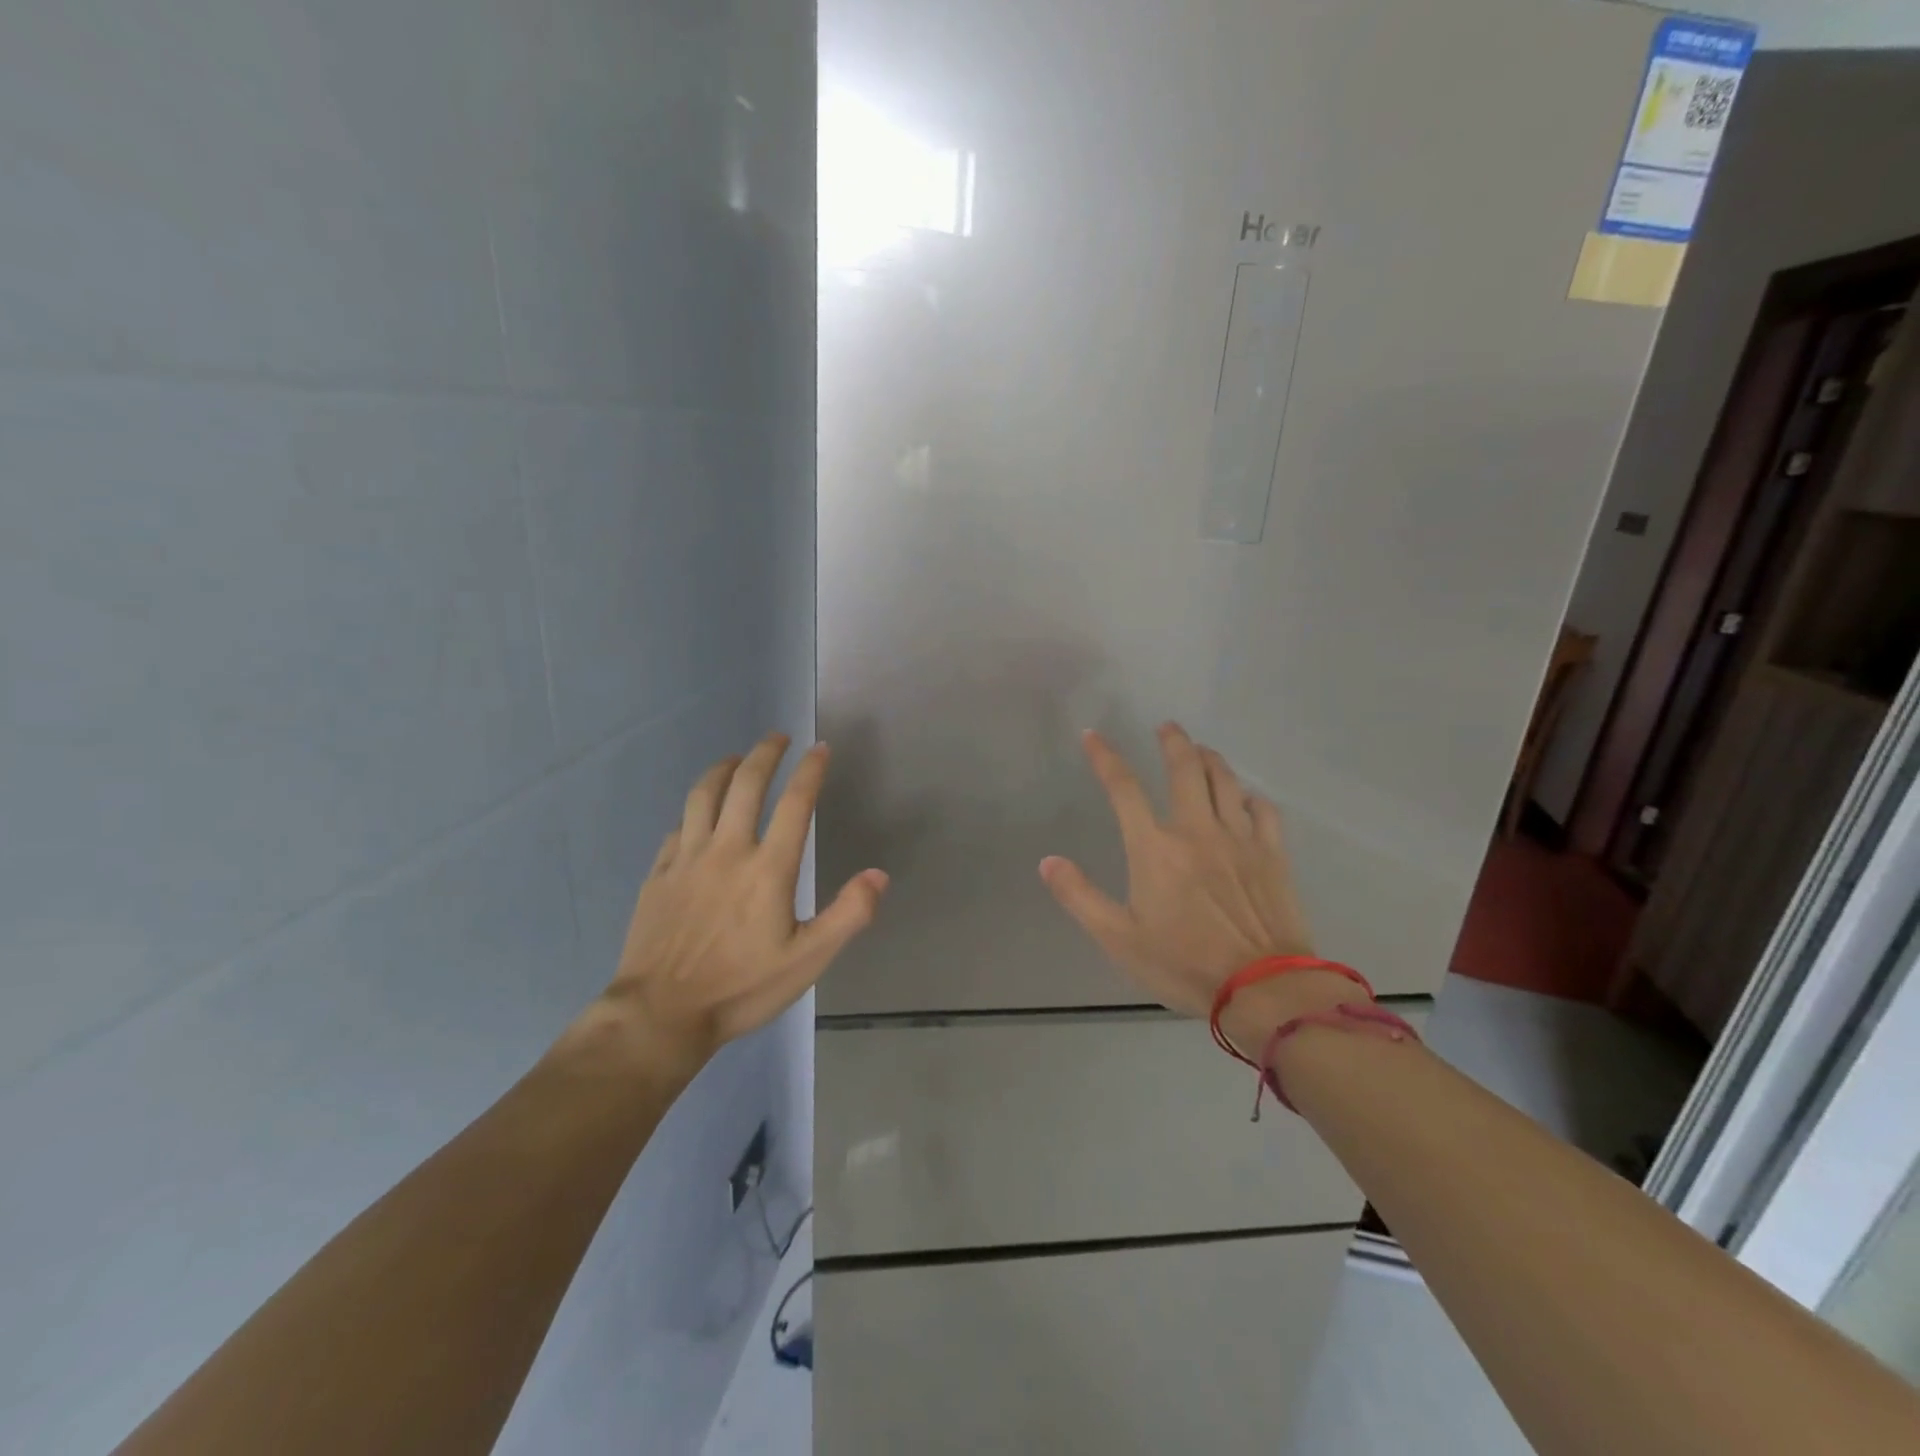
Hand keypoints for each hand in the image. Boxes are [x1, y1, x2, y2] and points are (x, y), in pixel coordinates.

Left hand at [584, 733, 887, 1076]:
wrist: (661, 1014)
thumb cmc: (741, 988)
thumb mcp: (808, 960)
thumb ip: (848, 915)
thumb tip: (878, 875)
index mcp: (768, 868)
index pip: (794, 803)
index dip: (810, 770)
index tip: (820, 748)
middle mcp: (727, 850)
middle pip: (746, 784)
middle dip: (765, 753)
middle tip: (778, 737)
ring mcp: (687, 859)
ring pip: (704, 795)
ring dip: (723, 769)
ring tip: (737, 759)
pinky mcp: (659, 874)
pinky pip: (679, 826)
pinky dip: (694, 809)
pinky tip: (699, 814)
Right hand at [1041, 723, 1359, 1050]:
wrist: (1263, 989)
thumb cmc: (1184, 964)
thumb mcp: (1118, 938)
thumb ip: (1080, 897)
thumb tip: (1048, 862)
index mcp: (1155, 847)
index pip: (1123, 787)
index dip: (1105, 757)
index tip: (1092, 735)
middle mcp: (1197, 830)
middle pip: (1185, 768)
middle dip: (1173, 741)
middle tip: (1167, 727)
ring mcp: (1240, 839)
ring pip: (1226, 781)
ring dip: (1211, 758)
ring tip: (1202, 749)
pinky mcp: (1273, 855)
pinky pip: (1263, 811)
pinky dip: (1251, 797)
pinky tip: (1247, 797)